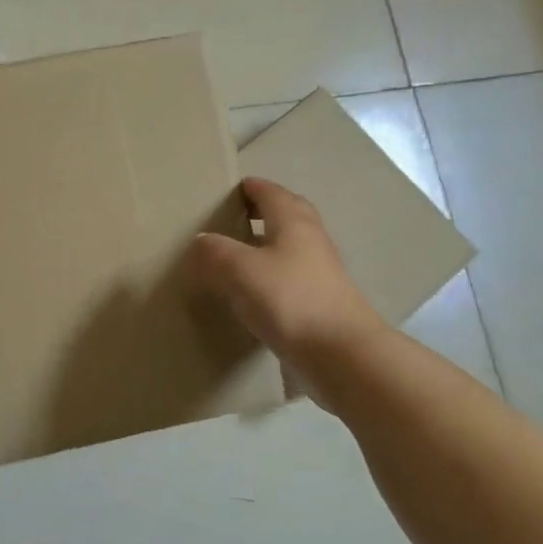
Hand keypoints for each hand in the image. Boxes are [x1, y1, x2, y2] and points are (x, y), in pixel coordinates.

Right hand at [186, 178, 388, 375]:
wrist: (341, 356)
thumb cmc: (290, 300)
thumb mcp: (239, 270)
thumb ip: (214, 251)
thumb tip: (201, 240)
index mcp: (293, 221)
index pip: (269, 191)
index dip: (248, 187)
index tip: (225, 191)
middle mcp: (310, 240)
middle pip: (286, 214)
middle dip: (260, 212)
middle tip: (230, 219)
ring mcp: (319, 273)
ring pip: (288, 247)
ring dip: (265, 246)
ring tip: (233, 257)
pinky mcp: (320, 304)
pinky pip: (289, 279)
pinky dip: (270, 277)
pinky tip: (250, 295)